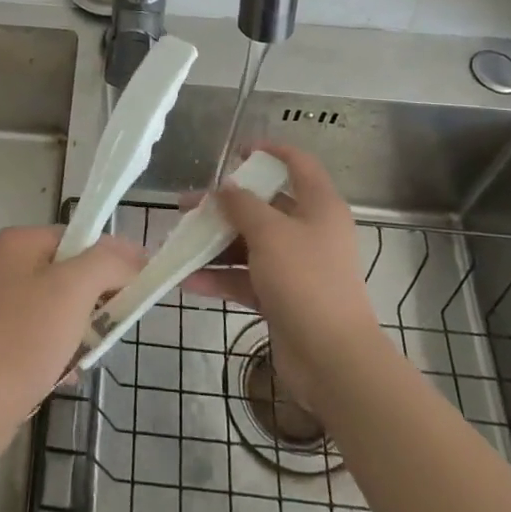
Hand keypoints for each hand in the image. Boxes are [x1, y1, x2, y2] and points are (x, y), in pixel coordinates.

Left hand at [0, 225, 144, 445]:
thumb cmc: (26, 336)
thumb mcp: (75, 288)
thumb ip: (109, 262)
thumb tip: (135, 254)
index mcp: (16, 242)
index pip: (76, 238)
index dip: (108, 260)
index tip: (133, 289)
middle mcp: (1, 265)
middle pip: (67, 273)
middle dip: (93, 300)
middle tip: (111, 325)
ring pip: (55, 307)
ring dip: (78, 329)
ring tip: (87, 354)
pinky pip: (38, 335)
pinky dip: (57, 350)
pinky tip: (66, 373)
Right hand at [183, 142, 384, 407]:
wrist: (332, 360)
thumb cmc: (305, 281)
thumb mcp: (270, 233)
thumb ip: (243, 205)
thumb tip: (226, 188)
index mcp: (319, 207)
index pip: (298, 164)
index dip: (270, 151)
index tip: (237, 151)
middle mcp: (310, 232)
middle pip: (265, 207)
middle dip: (225, 205)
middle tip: (188, 205)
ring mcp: (296, 268)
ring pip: (250, 244)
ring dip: (215, 243)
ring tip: (178, 242)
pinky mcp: (283, 298)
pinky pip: (246, 279)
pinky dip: (220, 278)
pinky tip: (187, 280)